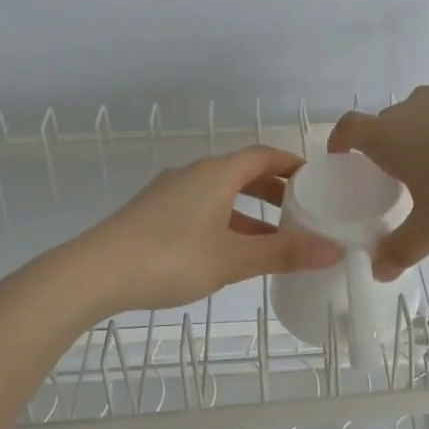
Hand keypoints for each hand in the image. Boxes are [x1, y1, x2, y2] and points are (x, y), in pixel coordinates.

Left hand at [68, 145, 342, 314]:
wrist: (94, 273)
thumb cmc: (171, 258)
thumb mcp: (233, 258)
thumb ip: (284, 253)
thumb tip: (334, 249)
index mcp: (216, 173)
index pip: (262, 155)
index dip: (291, 163)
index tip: (315, 179)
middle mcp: (192, 174)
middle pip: (242, 172)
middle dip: (273, 189)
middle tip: (301, 209)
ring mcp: (169, 194)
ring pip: (220, 194)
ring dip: (249, 210)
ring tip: (273, 236)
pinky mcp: (152, 215)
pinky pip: (201, 209)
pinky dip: (225, 222)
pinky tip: (230, 252)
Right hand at [328, 84, 428, 279]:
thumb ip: (402, 249)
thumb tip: (378, 272)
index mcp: (392, 135)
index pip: (351, 128)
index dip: (340, 139)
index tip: (341, 153)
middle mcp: (417, 107)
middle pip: (390, 121)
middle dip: (388, 145)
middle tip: (399, 175)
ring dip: (428, 135)